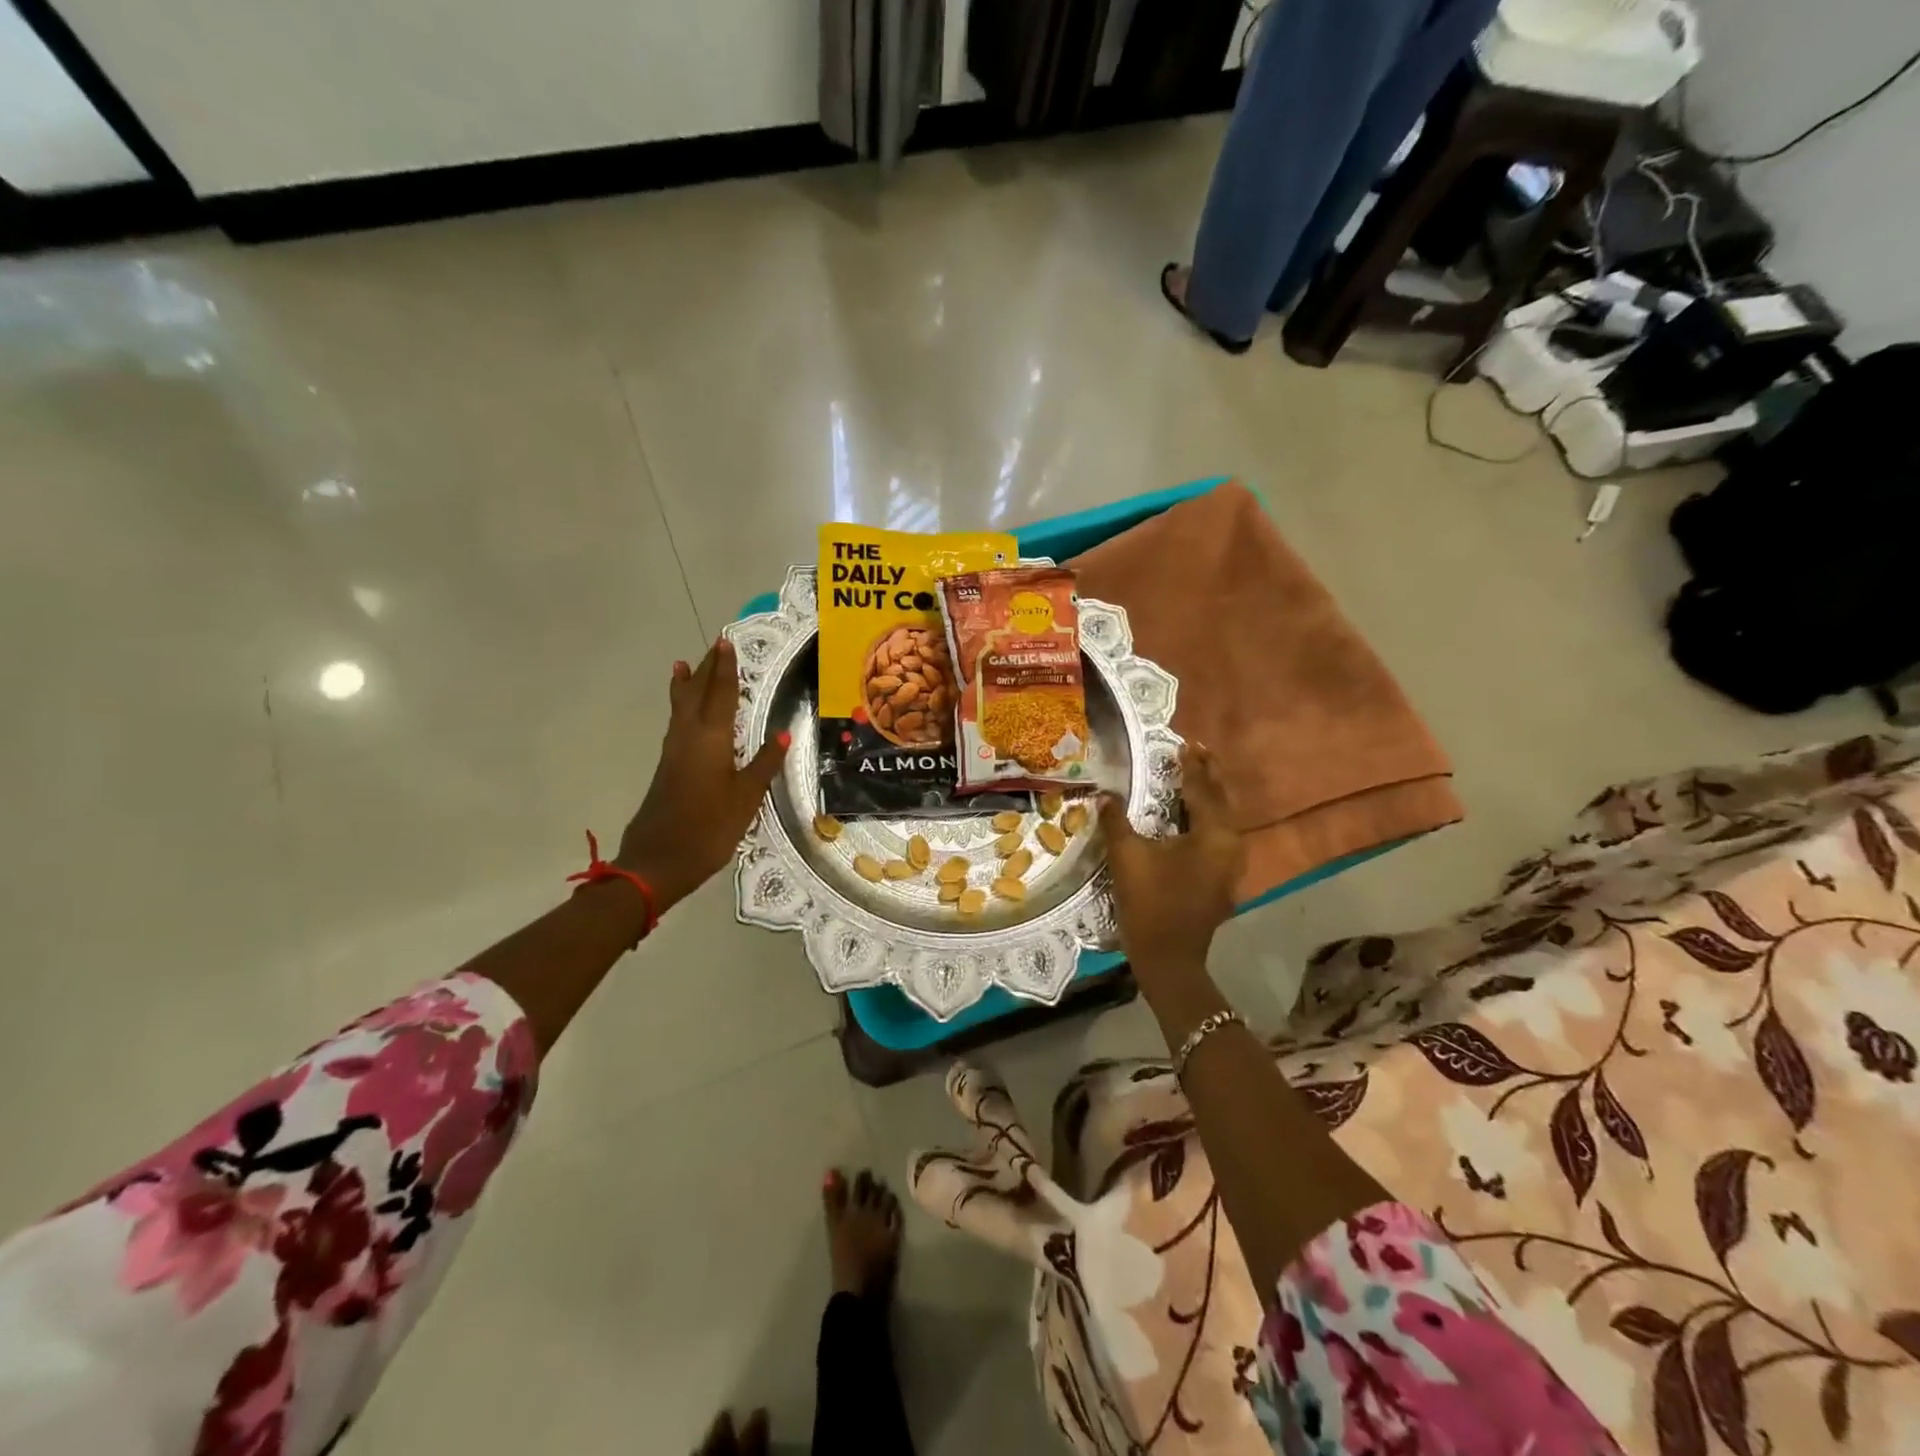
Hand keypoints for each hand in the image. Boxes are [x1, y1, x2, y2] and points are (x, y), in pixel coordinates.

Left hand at [617, 637, 787, 914]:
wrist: (658, 860)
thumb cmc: (709, 827)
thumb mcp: (746, 798)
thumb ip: (764, 764)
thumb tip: (783, 734)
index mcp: (711, 739)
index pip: (721, 695)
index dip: (726, 670)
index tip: (726, 644)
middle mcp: (689, 737)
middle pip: (697, 695)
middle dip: (706, 670)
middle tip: (713, 647)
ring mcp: (674, 753)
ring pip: (681, 708)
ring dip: (687, 685)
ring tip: (683, 666)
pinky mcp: (667, 768)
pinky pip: (676, 724)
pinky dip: (681, 707)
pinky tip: (684, 714)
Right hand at [1098, 742, 1241, 975]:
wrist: (1169, 958)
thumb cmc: (1150, 903)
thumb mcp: (1128, 857)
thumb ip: (1116, 821)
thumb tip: (1104, 794)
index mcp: (1213, 835)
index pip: (1202, 790)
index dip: (1192, 766)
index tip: (1185, 744)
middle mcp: (1230, 845)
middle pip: (1221, 801)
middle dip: (1208, 775)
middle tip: (1198, 751)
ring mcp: (1230, 866)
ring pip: (1222, 820)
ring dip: (1209, 796)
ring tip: (1195, 777)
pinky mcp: (1222, 880)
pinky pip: (1218, 837)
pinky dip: (1206, 819)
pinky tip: (1191, 818)